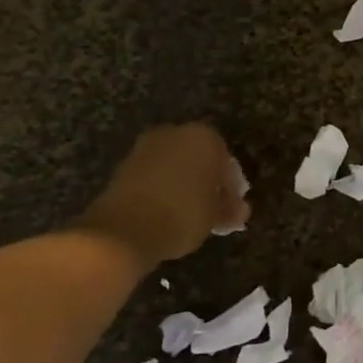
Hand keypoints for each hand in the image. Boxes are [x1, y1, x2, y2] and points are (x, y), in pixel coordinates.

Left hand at [75, 124, 248, 266]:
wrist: (125, 229)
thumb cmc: (183, 215)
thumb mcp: (215, 216)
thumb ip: (229, 209)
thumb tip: (239, 211)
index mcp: (205, 137)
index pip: (226, 161)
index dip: (231, 186)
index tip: (232, 207)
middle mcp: (175, 133)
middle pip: (199, 158)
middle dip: (206, 181)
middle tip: (212, 209)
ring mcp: (146, 147)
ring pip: (175, 165)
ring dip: (184, 184)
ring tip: (189, 214)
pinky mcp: (124, 165)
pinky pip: (154, 175)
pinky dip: (163, 188)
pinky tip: (167, 211)